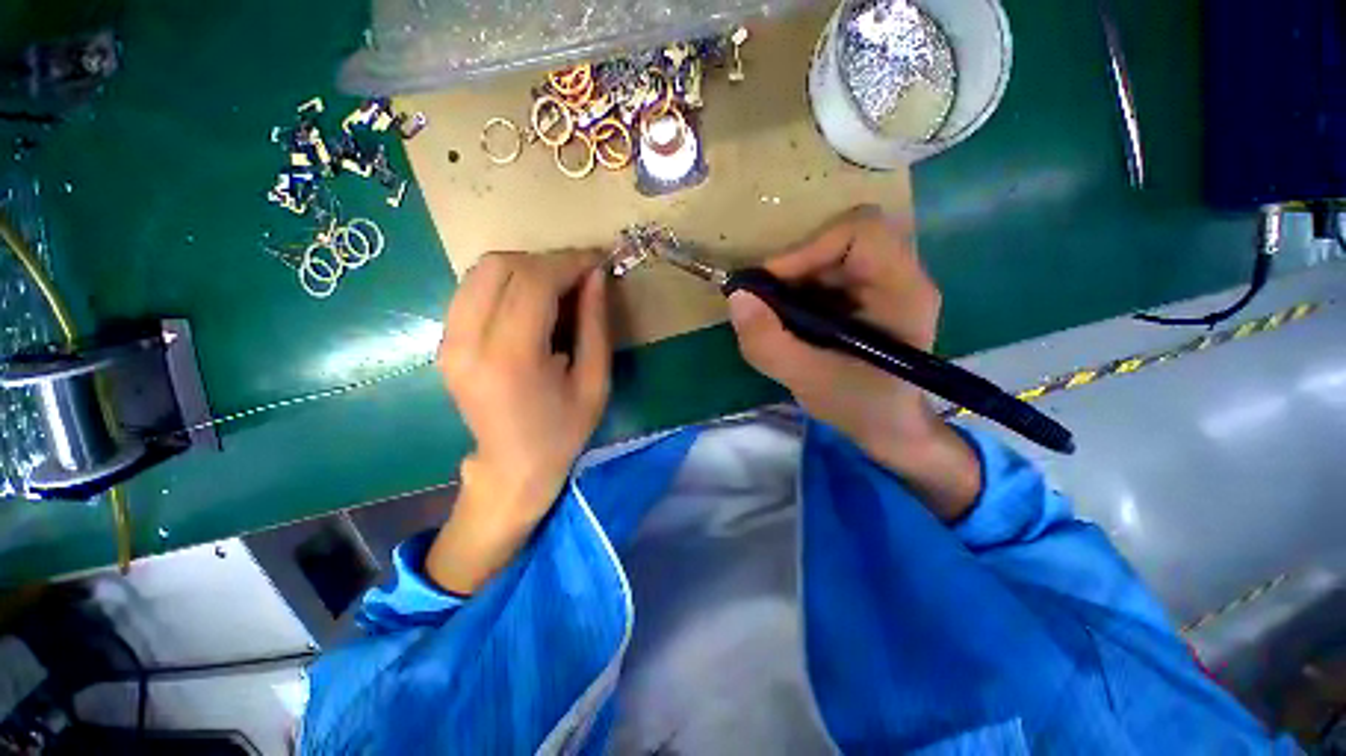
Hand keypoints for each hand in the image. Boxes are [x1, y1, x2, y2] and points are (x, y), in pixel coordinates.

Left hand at [429, 251, 610, 592]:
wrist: (513, 467)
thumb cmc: (563, 432)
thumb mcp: (595, 382)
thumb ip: (595, 325)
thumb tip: (597, 277)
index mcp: (512, 358)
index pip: (533, 282)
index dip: (568, 262)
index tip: (597, 261)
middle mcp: (469, 343)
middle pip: (500, 266)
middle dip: (547, 261)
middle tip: (580, 276)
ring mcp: (448, 341)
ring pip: (481, 271)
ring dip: (526, 267)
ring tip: (559, 286)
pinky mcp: (445, 342)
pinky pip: (472, 289)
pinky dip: (506, 281)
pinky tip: (532, 300)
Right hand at [728, 206, 980, 519]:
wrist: (887, 426)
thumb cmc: (859, 406)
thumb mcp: (806, 379)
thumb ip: (767, 342)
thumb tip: (736, 297)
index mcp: (902, 290)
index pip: (860, 232)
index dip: (809, 249)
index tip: (772, 285)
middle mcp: (899, 275)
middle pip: (840, 239)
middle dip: (795, 267)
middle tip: (767, 302)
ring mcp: (883, 282)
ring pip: (828, 254)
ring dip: (794, 280)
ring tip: (777, 316)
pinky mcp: (865, 293)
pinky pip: (825, 273)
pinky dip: (798, 290)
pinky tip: (791, 321)